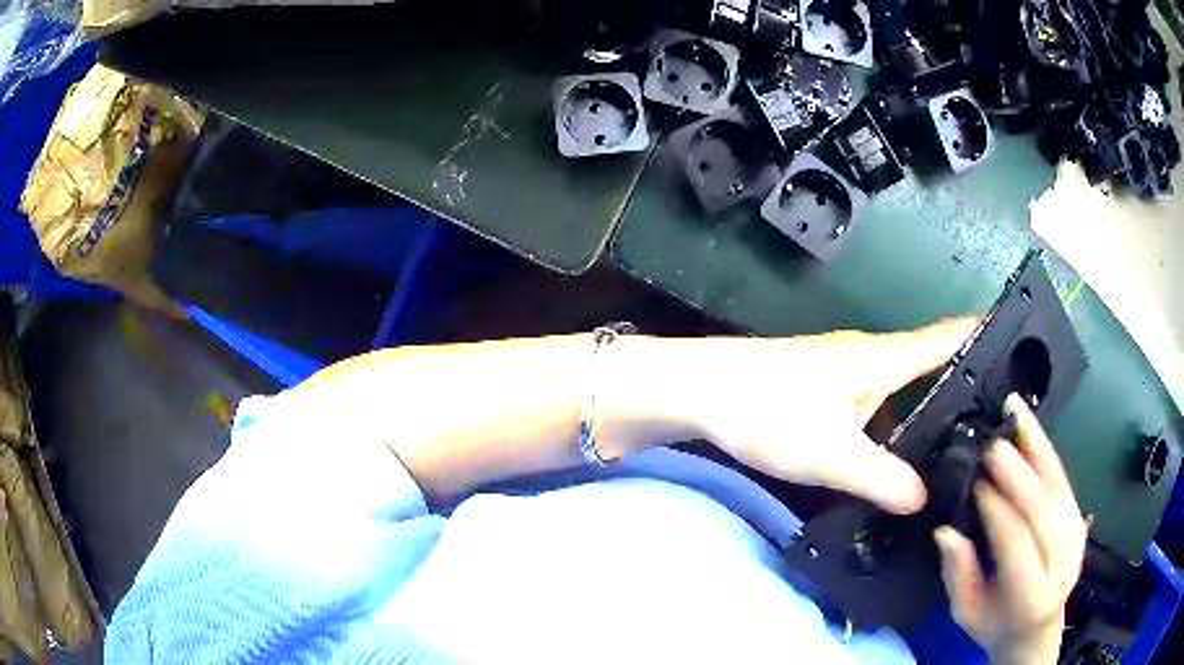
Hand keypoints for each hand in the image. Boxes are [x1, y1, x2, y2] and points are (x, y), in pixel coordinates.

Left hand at [676, 318, 976, 513]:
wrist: (701, 391)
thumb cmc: (771, 412)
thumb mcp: (835, 456)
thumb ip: (884, 480)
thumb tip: (924, 500)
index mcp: (884, 359)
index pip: (946, 338)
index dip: (981, 333)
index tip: (1015, 338)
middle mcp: (870, 356)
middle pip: (928, 361)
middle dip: (961, 381)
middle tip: (992, 417)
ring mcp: (843, 369)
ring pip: (899, 384)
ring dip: (925, 403)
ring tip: (954, 439)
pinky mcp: (821, 385)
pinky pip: (873, 399)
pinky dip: (893, 418)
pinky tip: (895, 449)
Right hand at [935, 394, 1086, 664]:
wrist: (1036, 626)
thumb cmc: (994, 624)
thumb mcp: (966, 612)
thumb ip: (959, 574)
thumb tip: (945, 530)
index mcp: (1031, 596)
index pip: (1018, 544)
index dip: (998, 510)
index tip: (975, 482)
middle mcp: (1061, 562)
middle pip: (1043, 510)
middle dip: (1019, 474)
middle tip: (992, 444)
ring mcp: (1075, 535)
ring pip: (1058, 484)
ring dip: (1036, 446)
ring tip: (1015, 412)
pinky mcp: (1079, 516)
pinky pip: (1063, 477)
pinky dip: (1046, 448)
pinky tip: (1030, 424)